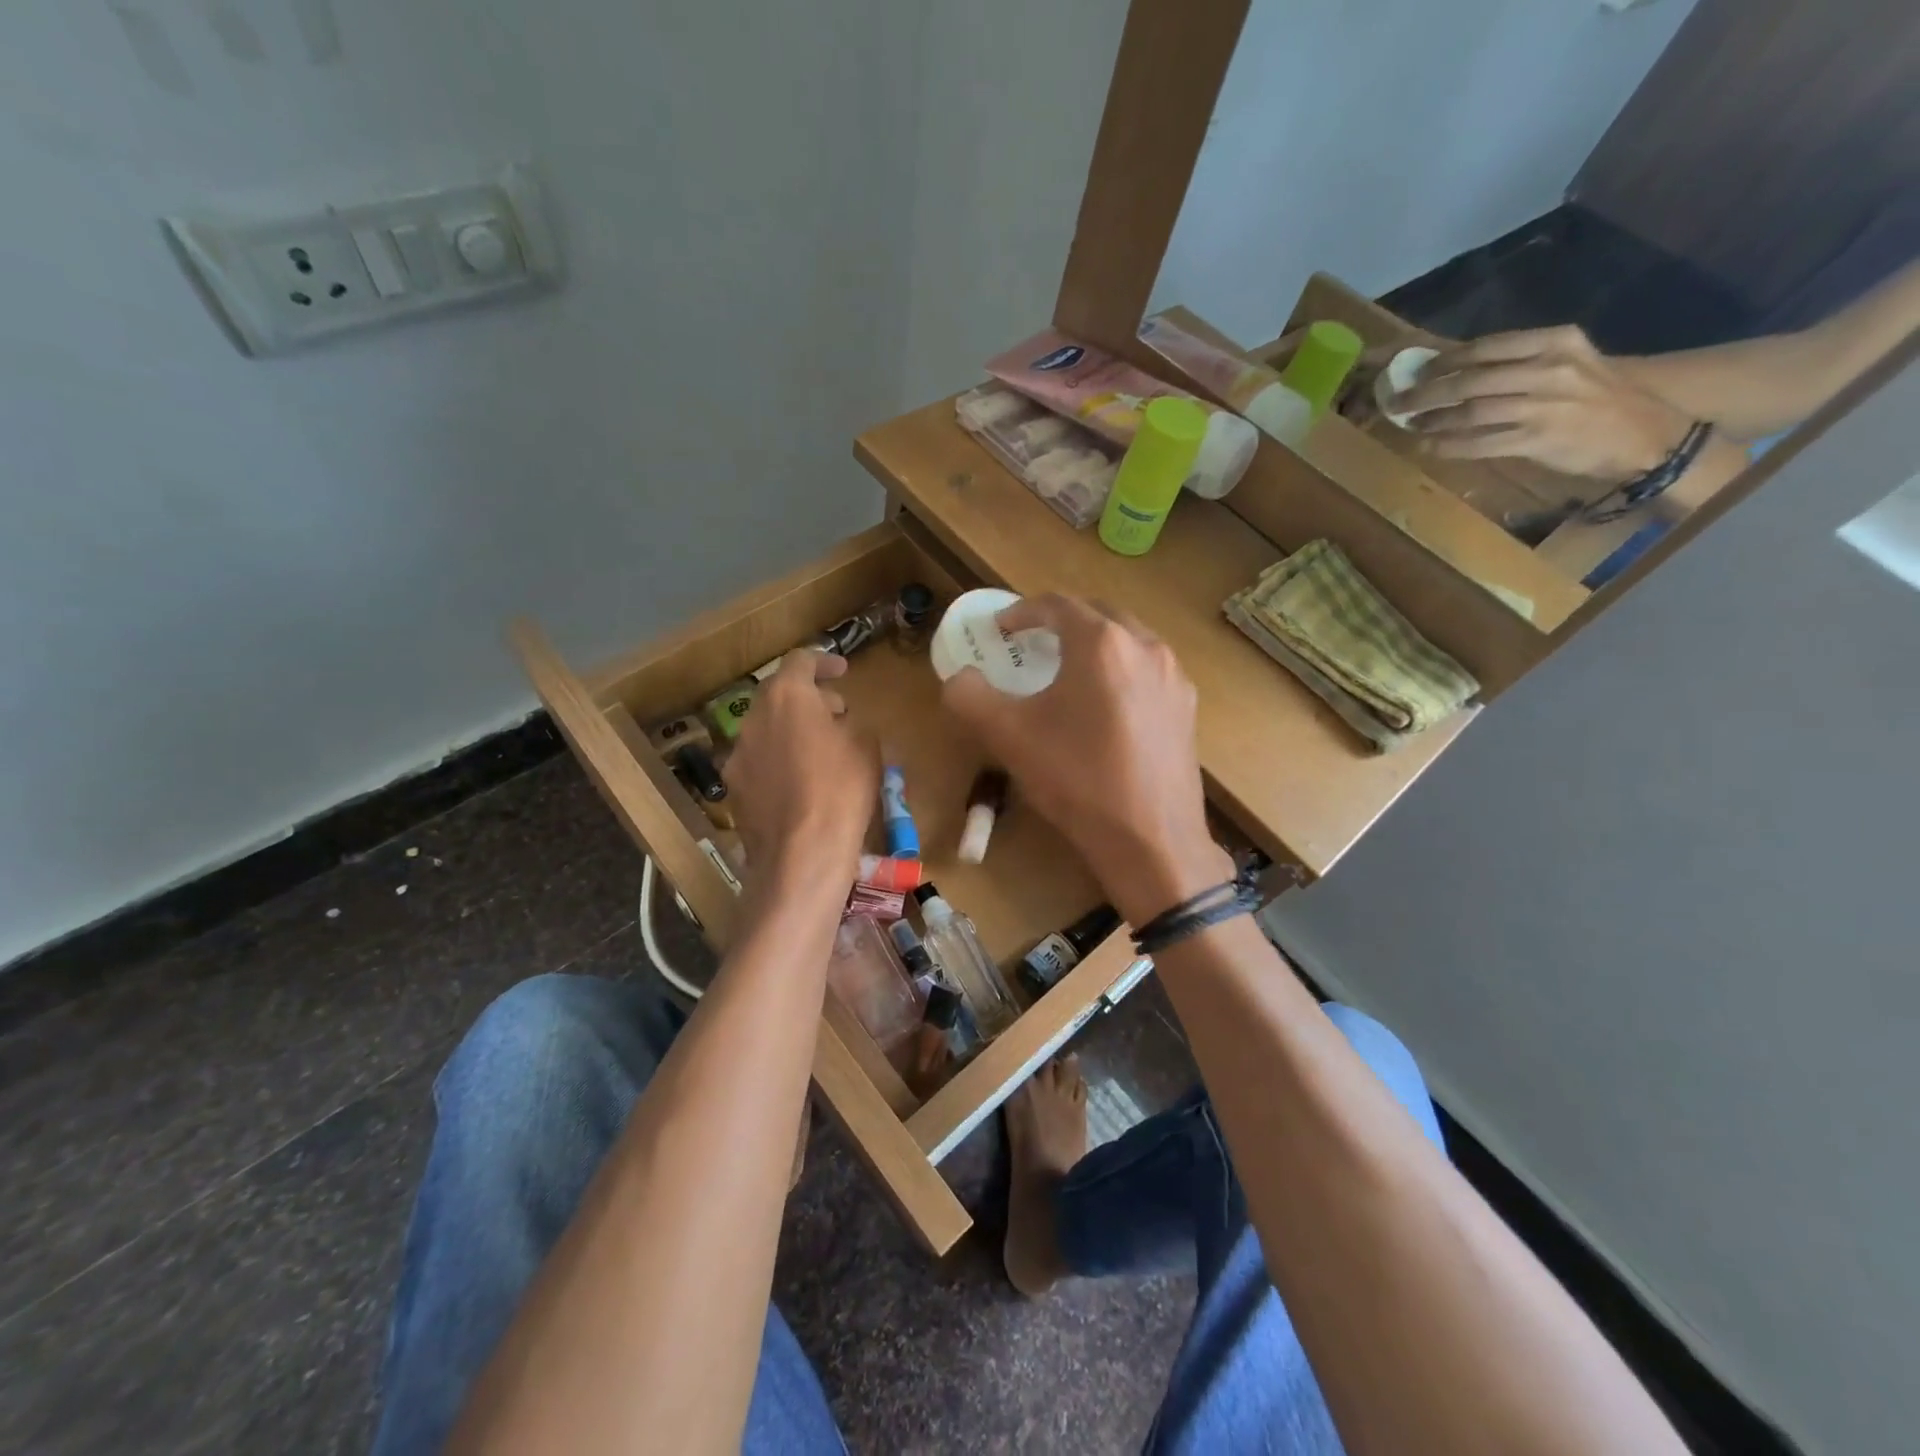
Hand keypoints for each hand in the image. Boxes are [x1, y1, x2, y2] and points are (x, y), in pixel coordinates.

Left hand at [722, 651, 875, 887]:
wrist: (802, 855)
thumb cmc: (842, 790)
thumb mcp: (866, 746)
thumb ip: (851, 722)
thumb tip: (839, 721)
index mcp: (786, 697)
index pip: (800, 661)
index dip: (824, 661)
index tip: (843, 671)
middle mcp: (753, 719)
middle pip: (779, 696)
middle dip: (809, 699)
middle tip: (837, 714)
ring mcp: (738, 756)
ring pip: (767, 730)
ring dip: (792, 731)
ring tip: (821, 751)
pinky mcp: (734, 790)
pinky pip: (760, 763)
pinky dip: (780, 762)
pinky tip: (802, 785)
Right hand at [940, 595, 1229, 925]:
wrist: (1151, 840)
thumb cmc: (1077, 779)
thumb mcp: (1008, 736)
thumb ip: (970, 696)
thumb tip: (959, 679)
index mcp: (1102, 643)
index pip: (1056, 605)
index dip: (1021, 611)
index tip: (1000, 629)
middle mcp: (1145, 646)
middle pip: (1097, 613)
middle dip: (1061, 621)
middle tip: (1033, 643)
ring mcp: (1173, 676)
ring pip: (1127, 640)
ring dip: (1094, 644)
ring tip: (1068, 671)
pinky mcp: (1187, 708)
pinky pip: (1147, 670)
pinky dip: (1120, 670)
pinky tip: (1105, 707)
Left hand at [1392, 325, 1692, 481]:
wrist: (1646, 431)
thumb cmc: (1597, 396)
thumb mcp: (1568, 363)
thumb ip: (1520, 363)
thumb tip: (1458, 369)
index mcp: (1556, 342)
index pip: (1487, 346)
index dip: (1445, 360)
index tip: (1418, 370)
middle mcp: (1549, 369)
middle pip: (1471, 379)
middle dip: (1427, 392)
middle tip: (1398, 401)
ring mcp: (1543, 406)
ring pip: (1471, 412)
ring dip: (1433, 420)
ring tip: (1411, 425)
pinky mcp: (1537, 440)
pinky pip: (1480, 443)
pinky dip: (1449, 445)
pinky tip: (1430, 446)